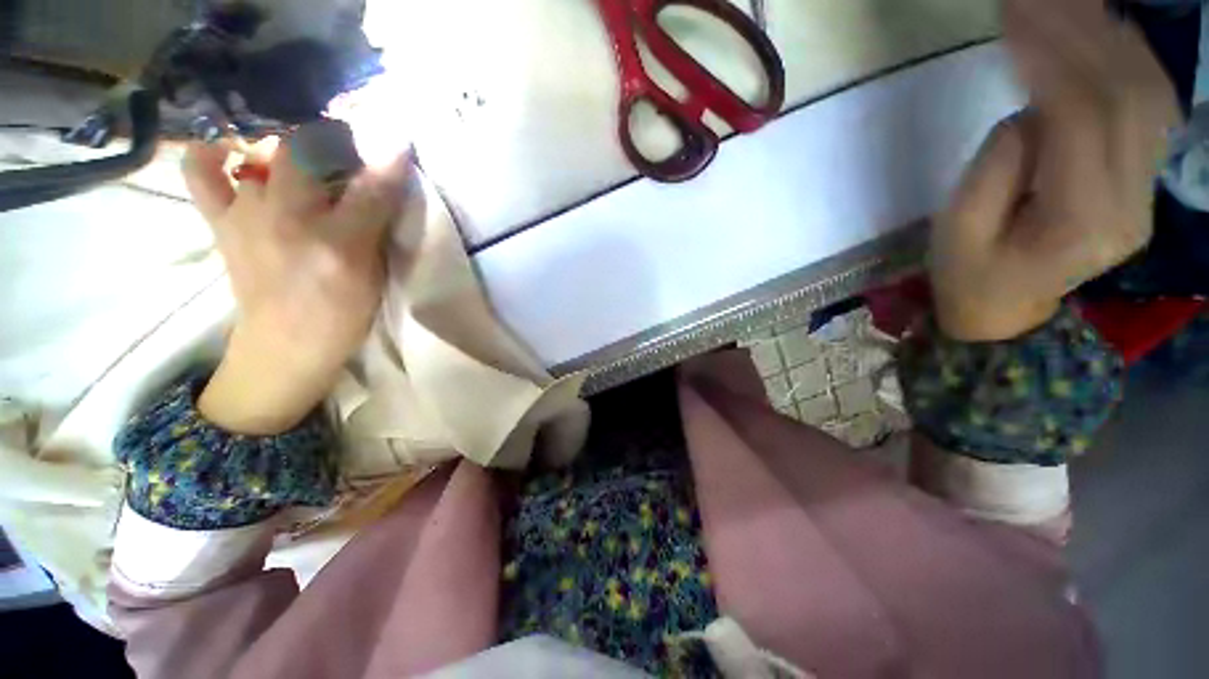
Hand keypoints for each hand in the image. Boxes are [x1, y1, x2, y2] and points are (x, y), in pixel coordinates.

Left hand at [183, 137, 409, 434]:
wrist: (287, 345)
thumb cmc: (342, 311)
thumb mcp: (374, 272)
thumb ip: (381, 222)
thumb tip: (391, 176)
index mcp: (339, 240)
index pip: (371, 184)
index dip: (387, 158)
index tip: (397, 145)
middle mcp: (289, 217)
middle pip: (309, 152)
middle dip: (335, 142)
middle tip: (349, 158)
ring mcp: (248, 214)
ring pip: (264, 155)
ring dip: (290, 148)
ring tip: (307, 165)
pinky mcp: (222, 221)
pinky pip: (203, 174)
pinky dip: (214, 154)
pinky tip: (233, 154)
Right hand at [929, 0, 1177, 340]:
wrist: (1008, 310)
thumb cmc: (970, 275)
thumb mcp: (961, 230)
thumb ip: (997, 166)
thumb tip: (1030, 109)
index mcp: (1081, 221)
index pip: (1081, 117)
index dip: (1050, 57)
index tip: (1012, 17)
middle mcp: (1131, 199)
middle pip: (1125, 94)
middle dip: (1080, 32)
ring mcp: (1145, 187)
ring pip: (1147, 90)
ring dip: (1107, 35)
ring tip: (1063, 0)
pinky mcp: (1143, 175)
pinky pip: (1149, 103)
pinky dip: (1126, 56)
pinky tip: (1099, 28)